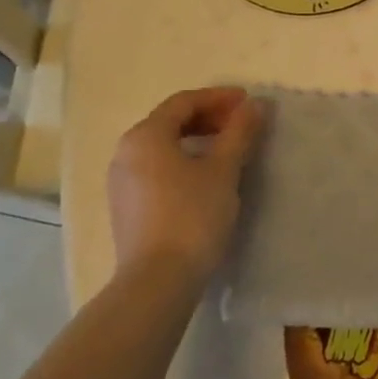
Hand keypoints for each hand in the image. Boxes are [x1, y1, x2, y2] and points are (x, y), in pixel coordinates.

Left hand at [106, 87, 262, 281]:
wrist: (158, 280)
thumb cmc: (192, 215)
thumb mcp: (224, 169)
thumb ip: (240, 132)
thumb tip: (255, 105)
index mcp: (145, 136)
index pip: (184, 102)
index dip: (218, 98)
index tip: (248, 102)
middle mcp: (126, 152)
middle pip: (170, 121)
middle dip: (208, 117)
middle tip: (241, 124)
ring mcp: (121, 181)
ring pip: (163, 146)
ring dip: (196, 139)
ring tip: (228, 148)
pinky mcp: (126, 207)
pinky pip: (156, 168)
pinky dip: (183, 161)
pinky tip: (205, 176)